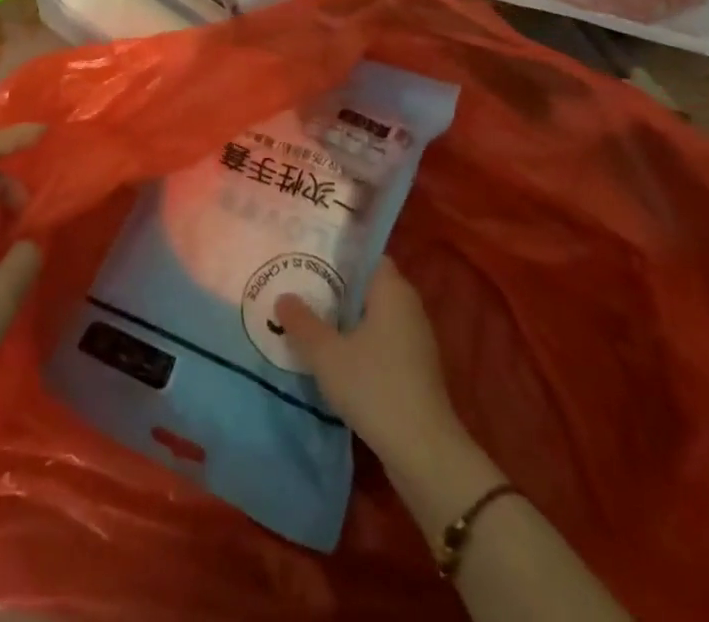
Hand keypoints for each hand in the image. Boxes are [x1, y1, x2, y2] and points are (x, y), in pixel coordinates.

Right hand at [274, 255, 467, 471]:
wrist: (424, 453)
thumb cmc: (375, 387)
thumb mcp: (326, 354)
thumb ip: (302, 322)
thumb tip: (284, 298)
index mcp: (392, 290)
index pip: (366, 257)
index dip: (338, 255)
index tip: (308, 258)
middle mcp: (408, 307)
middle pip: (367, 286)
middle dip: (336, 288)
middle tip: (299, 287)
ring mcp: (415, 341)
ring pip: (373, 316)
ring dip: (345, 319)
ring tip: (309, 321)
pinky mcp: (415, 370)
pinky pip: (381, 342)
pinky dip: (359, 343)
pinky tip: (333, 357)